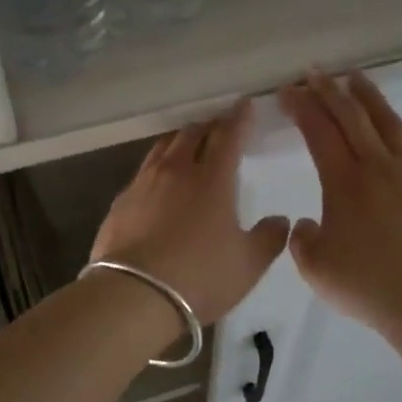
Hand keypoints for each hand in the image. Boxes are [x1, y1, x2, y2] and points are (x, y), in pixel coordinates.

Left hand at [90, 100, 289, 326]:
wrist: (133, 296)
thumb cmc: (200, 277)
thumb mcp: (248, 264)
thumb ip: (269, 238)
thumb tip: (281, 220)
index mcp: (212, 179)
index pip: (228, 136)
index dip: (239, 118)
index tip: (244, 105)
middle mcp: (176, 171)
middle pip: (192, 134)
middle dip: (209, 126)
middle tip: (219, 128)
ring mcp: (143, 184)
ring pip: (163, 148)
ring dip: (180, 141)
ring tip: (188, 146)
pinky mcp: (120, 202)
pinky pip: (143, 172)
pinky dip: (157, 168)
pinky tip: (159, 183)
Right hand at [277, 71, 401, 334]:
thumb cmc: (365, 284)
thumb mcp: (315, 267)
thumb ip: (303, 240)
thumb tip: (310, 223)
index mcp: (344, 181)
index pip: (319, 130)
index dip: (302, 106)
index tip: (289, 90)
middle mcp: (378, 167)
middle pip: (352, 115)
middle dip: (329, 90)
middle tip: (315, 72)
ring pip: (388, 123)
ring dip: (368, 97)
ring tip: (356, 79)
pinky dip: (396, 142)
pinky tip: (393, 146)